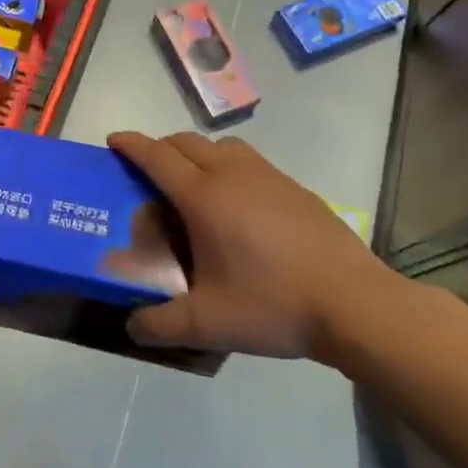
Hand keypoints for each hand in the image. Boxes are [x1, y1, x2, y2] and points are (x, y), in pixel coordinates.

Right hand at [108, 131, 402, 359]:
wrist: (355, 304)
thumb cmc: (273, 304)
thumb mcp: (208, 324)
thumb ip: (161, 325)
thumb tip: (132, 327)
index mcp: (203, 196)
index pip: (156, 156)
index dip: (130, 144)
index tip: (113, 141)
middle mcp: (232, 174)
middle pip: (186, 142)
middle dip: (160, 148)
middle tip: (148, 171)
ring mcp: (269, 177)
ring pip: (222, 146)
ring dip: (199, 153)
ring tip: (195, 185)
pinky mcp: (296, 188)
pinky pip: (251, 162)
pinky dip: (231, 167)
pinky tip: (241, 206)